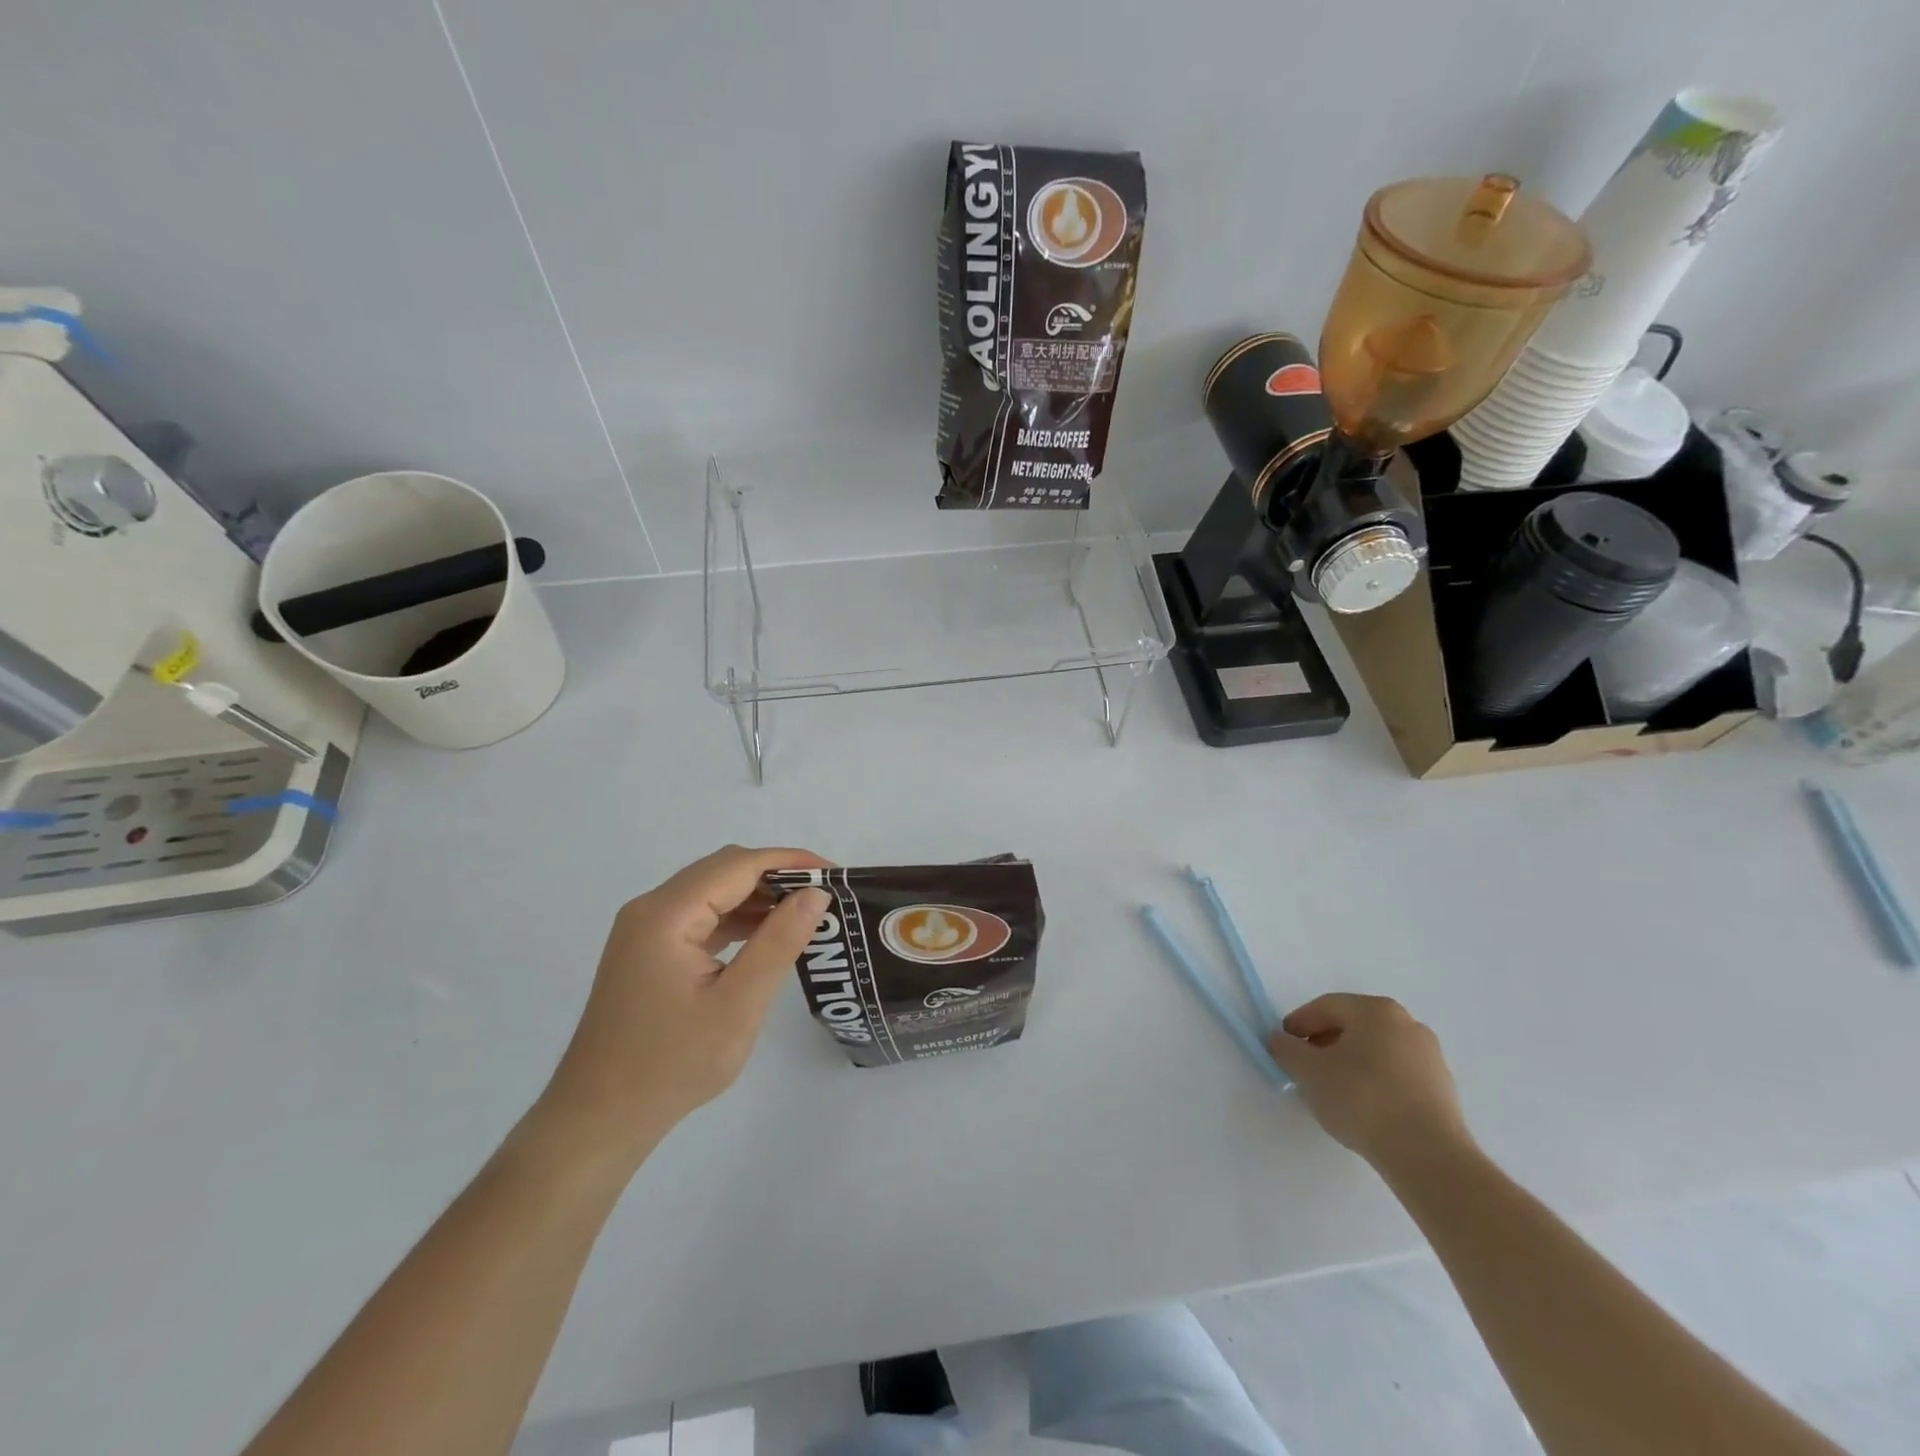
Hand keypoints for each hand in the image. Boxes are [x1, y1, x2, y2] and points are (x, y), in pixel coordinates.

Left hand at [540, 846, 831, 1162]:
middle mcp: (651, 909)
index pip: (739, 865)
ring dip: (757, 897)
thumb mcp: (738, 1005)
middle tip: (825, 896)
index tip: (835, 874)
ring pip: (712, 891)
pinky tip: (766, 937)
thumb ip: (778, 943)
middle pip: (723, 870)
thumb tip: (816, 893)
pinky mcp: (647, 951)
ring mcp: (645, 930)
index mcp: (667, 914)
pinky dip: (736, 918)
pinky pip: (699, 917)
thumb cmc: (671, 1065)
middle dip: (777, 876)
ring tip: (805, 915)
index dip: (791, 862)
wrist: (598, 1120)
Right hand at [1267, 994, 1472, 1173]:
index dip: (1298, 1024)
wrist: (1429, 1157)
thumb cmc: (1363, 1100)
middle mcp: (1407, 1024)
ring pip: (1375, 1051)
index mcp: (1376, 1011)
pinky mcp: (1443, 1089)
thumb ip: (1286, 1049)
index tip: (1283, 1047)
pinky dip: (1375, 1082)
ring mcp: (1430, 1057)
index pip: (1325, 1007)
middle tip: (1305, 1068)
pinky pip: (1396, 1074)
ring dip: (1349, 1064)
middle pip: (1352, 1026)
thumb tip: (1280, 1040)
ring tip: (1333, 1092)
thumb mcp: (1309, 1072)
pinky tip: (1364, 1108)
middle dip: (1324, 1043)